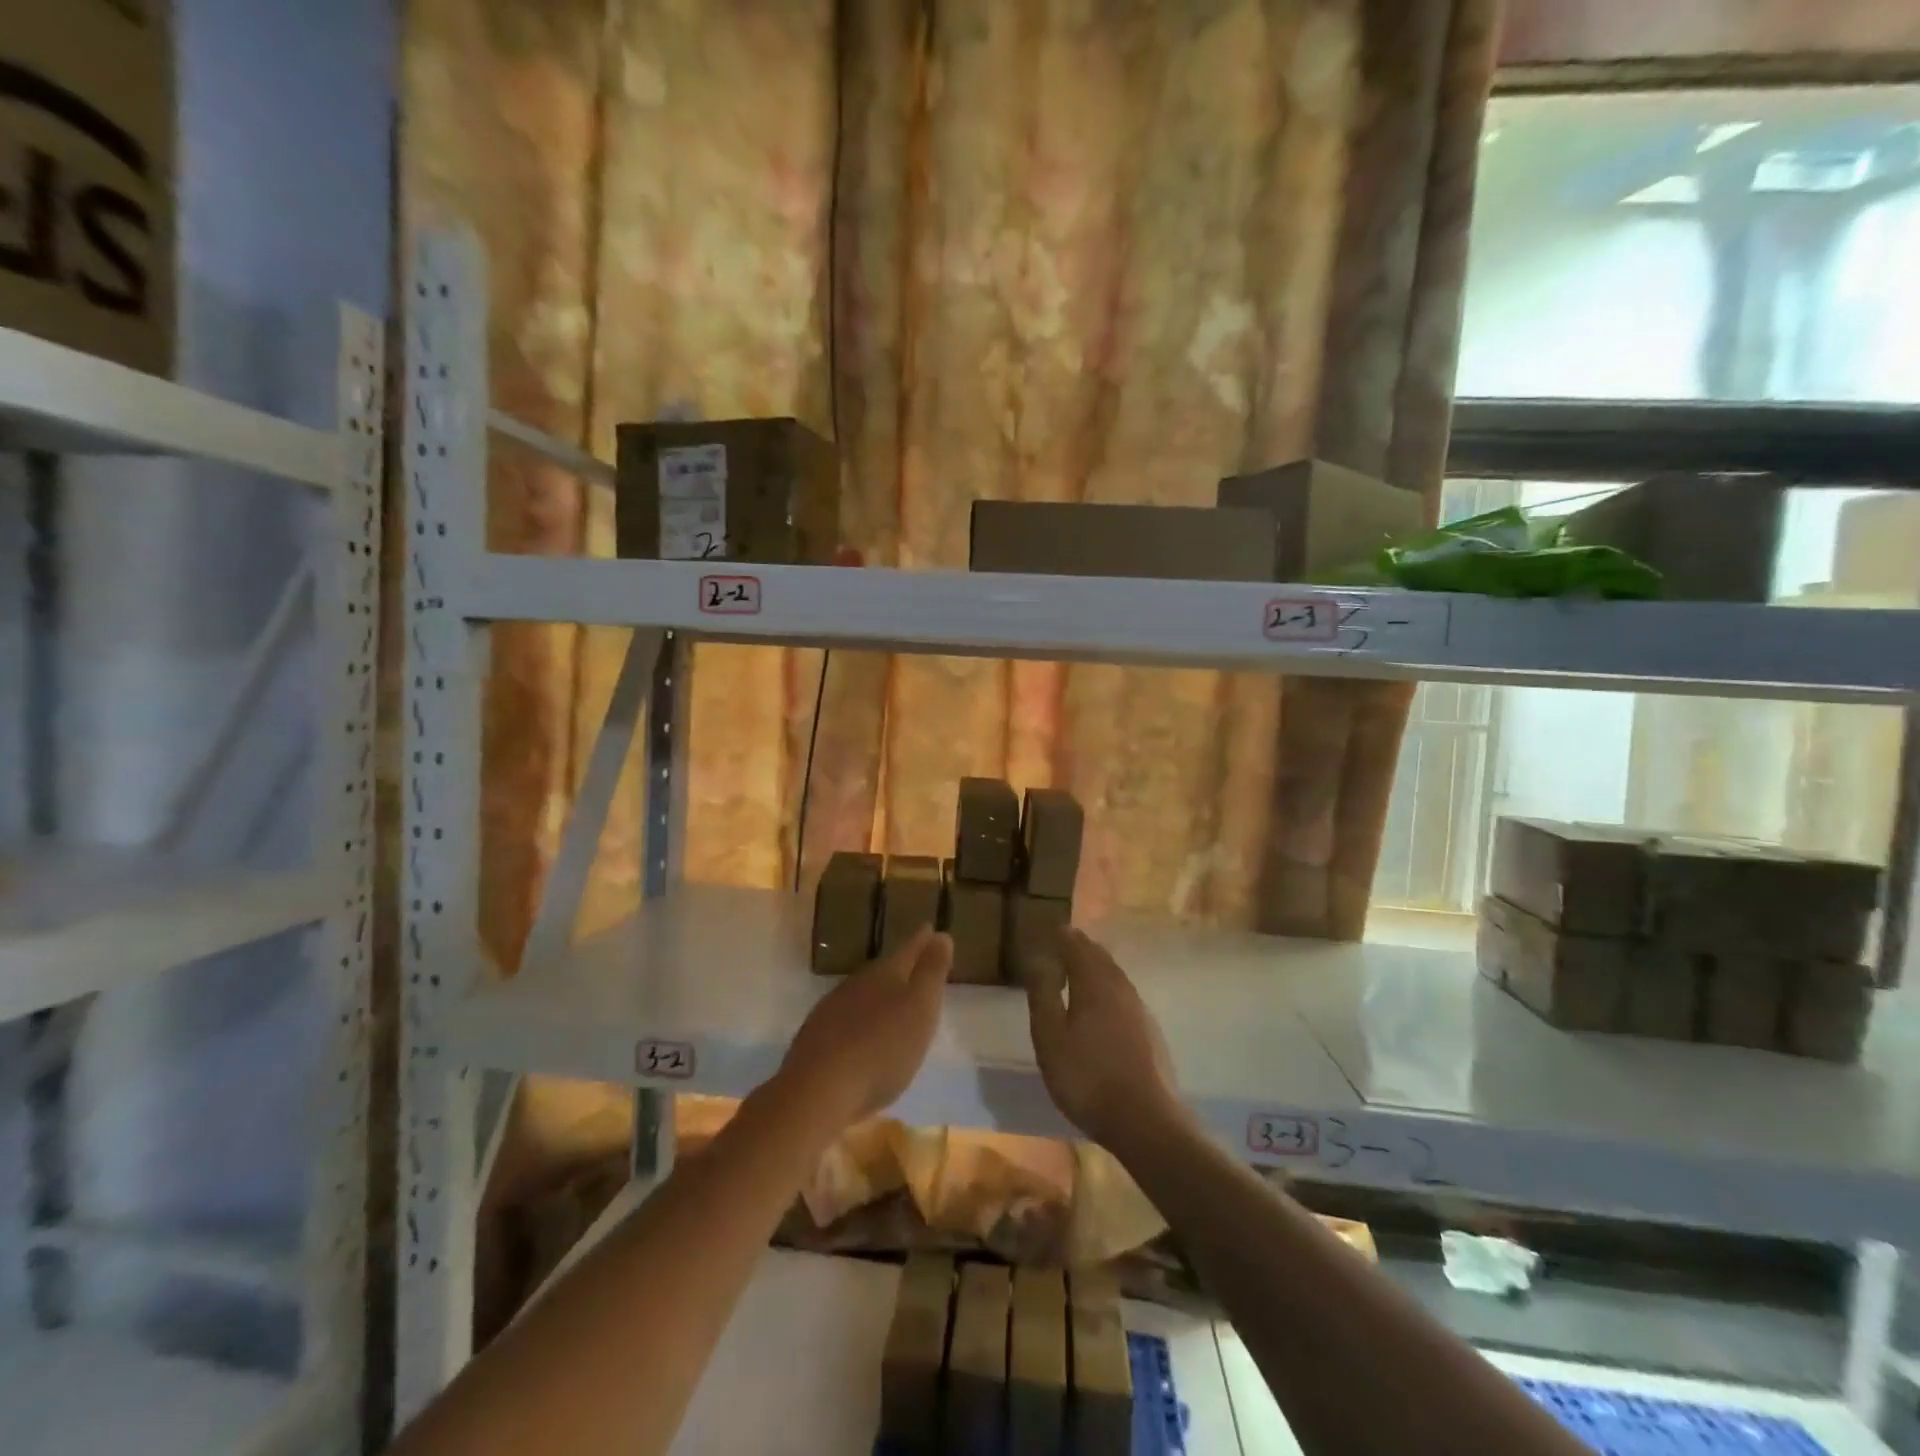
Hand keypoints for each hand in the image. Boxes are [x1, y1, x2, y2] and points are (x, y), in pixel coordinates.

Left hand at [777, 926, 952, 1131]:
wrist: (818, 1092)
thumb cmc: (882, 1049)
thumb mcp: (920, 1008)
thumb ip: (931, 972)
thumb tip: (941, 934)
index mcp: (884, 974)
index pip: (908, 950)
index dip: (922, 941)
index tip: (931, 929)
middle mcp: (856, 984)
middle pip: (883, 971)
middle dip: (900, 969)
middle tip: (916, 969)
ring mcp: (831, 1010)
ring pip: (862, 995)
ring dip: (878, 998)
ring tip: (892, 1005)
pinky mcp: (816, 1040)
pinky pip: (845, 1021)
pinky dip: (860, 1023)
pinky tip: (863, 1038)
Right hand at [1022, 926, 1184, 1154]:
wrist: (1145, 1121)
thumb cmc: (1087, 1077)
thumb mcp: (1051, 1037)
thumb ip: (1043, 995)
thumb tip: (1038, 958)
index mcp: (1094, 983)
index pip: (1077, 946)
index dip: (1063, 936)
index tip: (1051, 929)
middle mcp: (1120, 988)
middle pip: (1099, 957)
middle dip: (1081, 947)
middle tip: (1064, 943)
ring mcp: (1139, 1009)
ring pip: (1114, 975)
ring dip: (1096, 966)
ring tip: (1080, 968)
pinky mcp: (1149, 1031)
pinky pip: (1123, 994)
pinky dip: (1108, 986)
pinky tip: (1103, 1004)